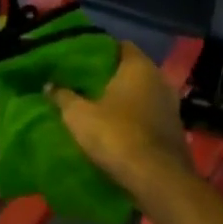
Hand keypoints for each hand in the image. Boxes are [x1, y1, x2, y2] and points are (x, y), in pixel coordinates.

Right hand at [48, 43, 193, 200]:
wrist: (155, 178)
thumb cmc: (115, 136)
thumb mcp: (78, 116)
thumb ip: (62, 96)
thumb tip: (49, 84)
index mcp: (139, 67)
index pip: (120, 46)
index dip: (99, 51)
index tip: (80, 62)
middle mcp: (160, 79)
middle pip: (131, 71)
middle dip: (109, 77)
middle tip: (83, 85)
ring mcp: (171, 105)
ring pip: (141, 94)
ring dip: (122, 100)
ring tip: (97, 107)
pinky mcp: (173, 129)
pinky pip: (148, 115)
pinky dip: (133, 118)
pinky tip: (116, 128)